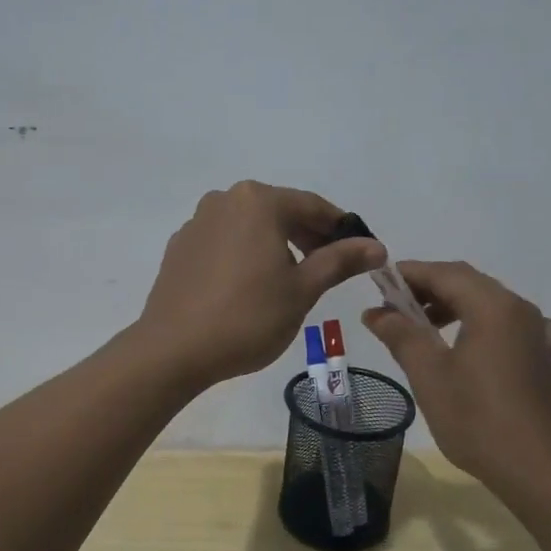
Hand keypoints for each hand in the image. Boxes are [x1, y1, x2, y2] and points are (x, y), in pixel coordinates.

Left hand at [137, 182, 385, 389]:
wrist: (173, 350)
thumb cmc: (248, 317)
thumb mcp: (302, 290)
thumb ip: (339, 261)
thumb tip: (376, 247)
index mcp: (258, 201)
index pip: (312, 206)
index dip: (341, 229)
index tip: (360, 252)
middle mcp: (224, 200)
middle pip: (279, 211)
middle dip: (308, 236)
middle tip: (328, 269)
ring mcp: (197, 222)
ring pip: (250, 226)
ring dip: (276, 245)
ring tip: (291, 281)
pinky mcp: (180, 247)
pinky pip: (224, 241)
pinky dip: (245, 254)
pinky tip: (250, 287)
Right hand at [363, 261, 550, 492]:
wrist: (541, 472)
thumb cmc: (478, 420)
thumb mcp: (429, 375)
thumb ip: (401, 335)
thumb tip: (375, 311)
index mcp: (492, 306)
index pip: (444, 273)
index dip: (409, 273)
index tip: (378, 283)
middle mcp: (520, 310)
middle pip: (468, 283)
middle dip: (429, 289)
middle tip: (394, 307)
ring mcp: (537, 334)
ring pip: (489, 303)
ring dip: (453, 306)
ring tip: (422, 328)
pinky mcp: (544, 358)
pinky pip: (510, 326)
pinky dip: (483, 324)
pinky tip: (476, 344)